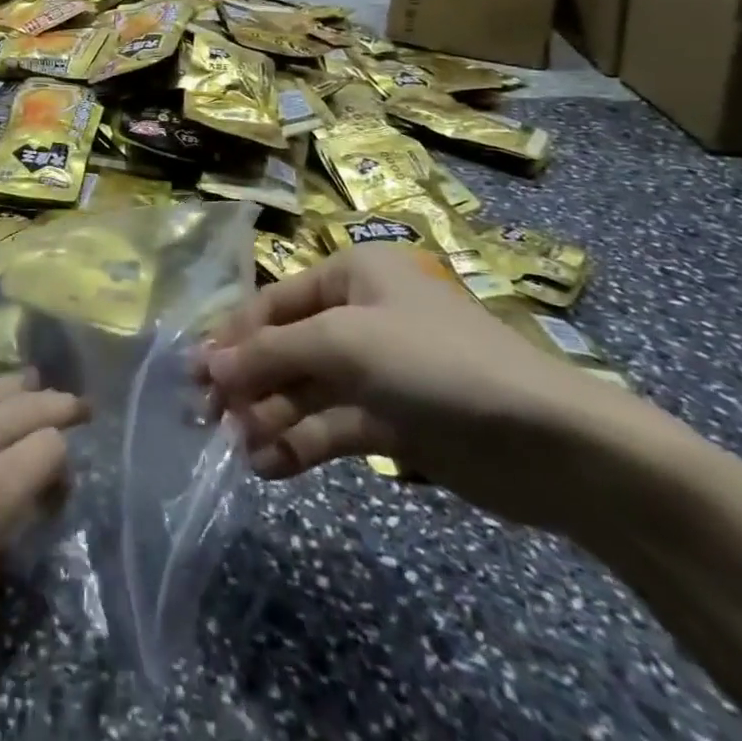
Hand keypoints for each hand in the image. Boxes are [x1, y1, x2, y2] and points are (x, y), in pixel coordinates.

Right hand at [200, 244, 640, 530]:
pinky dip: (303, 443)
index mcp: (351, 274)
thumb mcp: (344, 343)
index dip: (233, 335)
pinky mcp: (395, 420)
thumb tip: (208, 365)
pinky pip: (335, 425)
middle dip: (250, 381)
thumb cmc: (434, 361)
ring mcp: (379, 370)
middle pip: (288, 346)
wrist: (547, 440)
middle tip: (207, 417)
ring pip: (308, 390)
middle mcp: (361, 314)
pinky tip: (270, 466)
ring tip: (239, 449)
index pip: (274, 301)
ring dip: (272, 417)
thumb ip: (271, 353)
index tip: (194, 372)